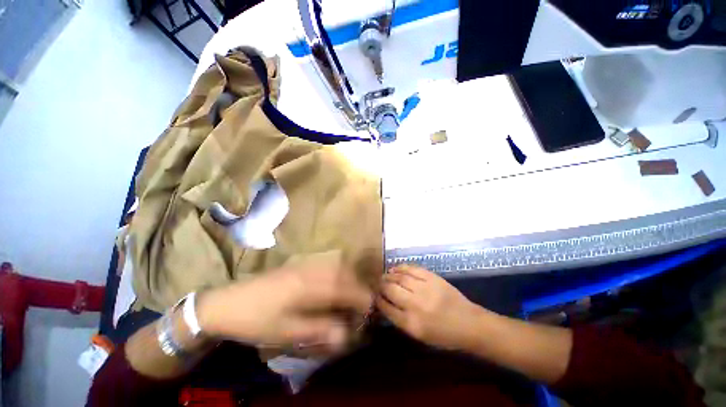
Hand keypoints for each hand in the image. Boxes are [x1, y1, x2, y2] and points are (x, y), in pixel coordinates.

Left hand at [198, 265, 372, 351]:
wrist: (227, 302)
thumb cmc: (256, 320)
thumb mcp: (286, 332)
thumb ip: (319, 330)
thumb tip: (346, 334)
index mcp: (309, 285)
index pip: (345, 288)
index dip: (361, 298)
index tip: (369, 311)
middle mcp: (311, 270)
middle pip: (345, 274)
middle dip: (358, 289)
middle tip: (362, 307)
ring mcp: (305, 264)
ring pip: (337, 268)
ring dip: (349, 282)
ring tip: (351, 299)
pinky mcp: (299, 265)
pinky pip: (326, 267)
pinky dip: (337, 276)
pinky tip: (334, 288)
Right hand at [376, 265, 484, 349]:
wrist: (469, 324)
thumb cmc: (444, 335)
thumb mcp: (420, 335)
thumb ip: (401, 320)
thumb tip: (385, 303)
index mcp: (411, 323)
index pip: (386, 308)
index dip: (378, 300)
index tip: (374, 296)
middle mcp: (415, 305)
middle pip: (390, 290)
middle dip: (381, 285)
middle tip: (377, 283)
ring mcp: (424, 288)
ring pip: (400, 277)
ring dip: (389, 275)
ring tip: (385, 275)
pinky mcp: (432, 277)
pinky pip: (412, 269)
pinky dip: (401, 267)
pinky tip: (395, 269)